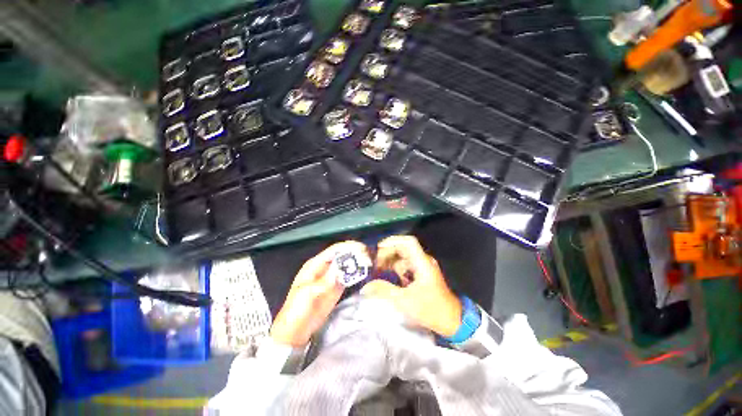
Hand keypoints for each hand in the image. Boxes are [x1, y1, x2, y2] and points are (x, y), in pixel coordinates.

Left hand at [270, 241, 367, 346]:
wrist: (296, 331)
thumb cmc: (296, 311)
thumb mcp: (308, 295)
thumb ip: (325, 281)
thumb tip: (340, 269)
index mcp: (315, 265)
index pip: (334, 250)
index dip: (348, 247)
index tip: (361, 248)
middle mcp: (324, 268)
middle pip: (342, 255)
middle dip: (355, 253)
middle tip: (368, 256)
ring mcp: (331, 277)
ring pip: (347, 265)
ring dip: (357, 262)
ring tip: (370, 262)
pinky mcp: (336, 287)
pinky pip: (348, 276)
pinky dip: (356, 273)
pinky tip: (364, 272)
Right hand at [361, 236, 461, 336]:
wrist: (451, 321)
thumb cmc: (430, 309)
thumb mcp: (405, 301)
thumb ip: (384, 291)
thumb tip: (365, 286)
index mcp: (422, 263)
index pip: (408, 242)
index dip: (392, 241)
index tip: (378, 249)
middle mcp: (423, 261)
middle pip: (403, 248)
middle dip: (387, 253)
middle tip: (374, 264)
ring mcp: (422, 267)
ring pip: (402, 257)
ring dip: (390, 261)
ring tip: (377, 271)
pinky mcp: (421, 274)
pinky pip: (405, 266)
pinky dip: (395, 269)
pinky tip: (387, 277)